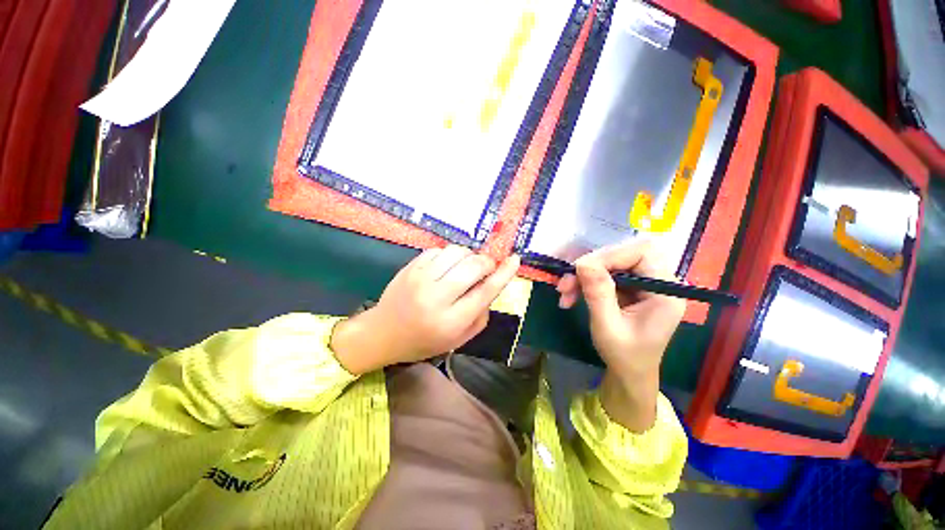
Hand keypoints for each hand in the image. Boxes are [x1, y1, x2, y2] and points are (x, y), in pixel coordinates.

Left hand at [331, 246, 520, 374]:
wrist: (383, 333)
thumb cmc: (424, 341)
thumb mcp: (458, 340)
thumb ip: (480, 316)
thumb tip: (491, 287)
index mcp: (451, 321)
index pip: (486, 291)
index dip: (504, 273)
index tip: (515, 259)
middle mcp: (436, 297)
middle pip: (473, 266)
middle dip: (486, 262)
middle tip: (486, 268)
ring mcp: (420, 279)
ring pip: (456, 252)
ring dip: (468, 256)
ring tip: (464, 267)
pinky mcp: (410, 267)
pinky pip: (439, 250)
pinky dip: (449, 255)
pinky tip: (446, 267)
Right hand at [556, 242, 684, 430]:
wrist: (629, 373)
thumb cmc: (624, 356)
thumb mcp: (607, 326)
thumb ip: (598, 293)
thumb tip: (582, 262)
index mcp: (665, 292)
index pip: (642, 252)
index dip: (610, 255)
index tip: (580, 269)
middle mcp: (658, 282)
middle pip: (624, 254)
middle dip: (592, 265)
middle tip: (567, 282)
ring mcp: (643, 284)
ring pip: (610, 263)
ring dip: (583, 275)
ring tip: (563, 292)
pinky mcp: (629, 287)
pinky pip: (604, 274)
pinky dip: (584, 282)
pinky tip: (570, 296)